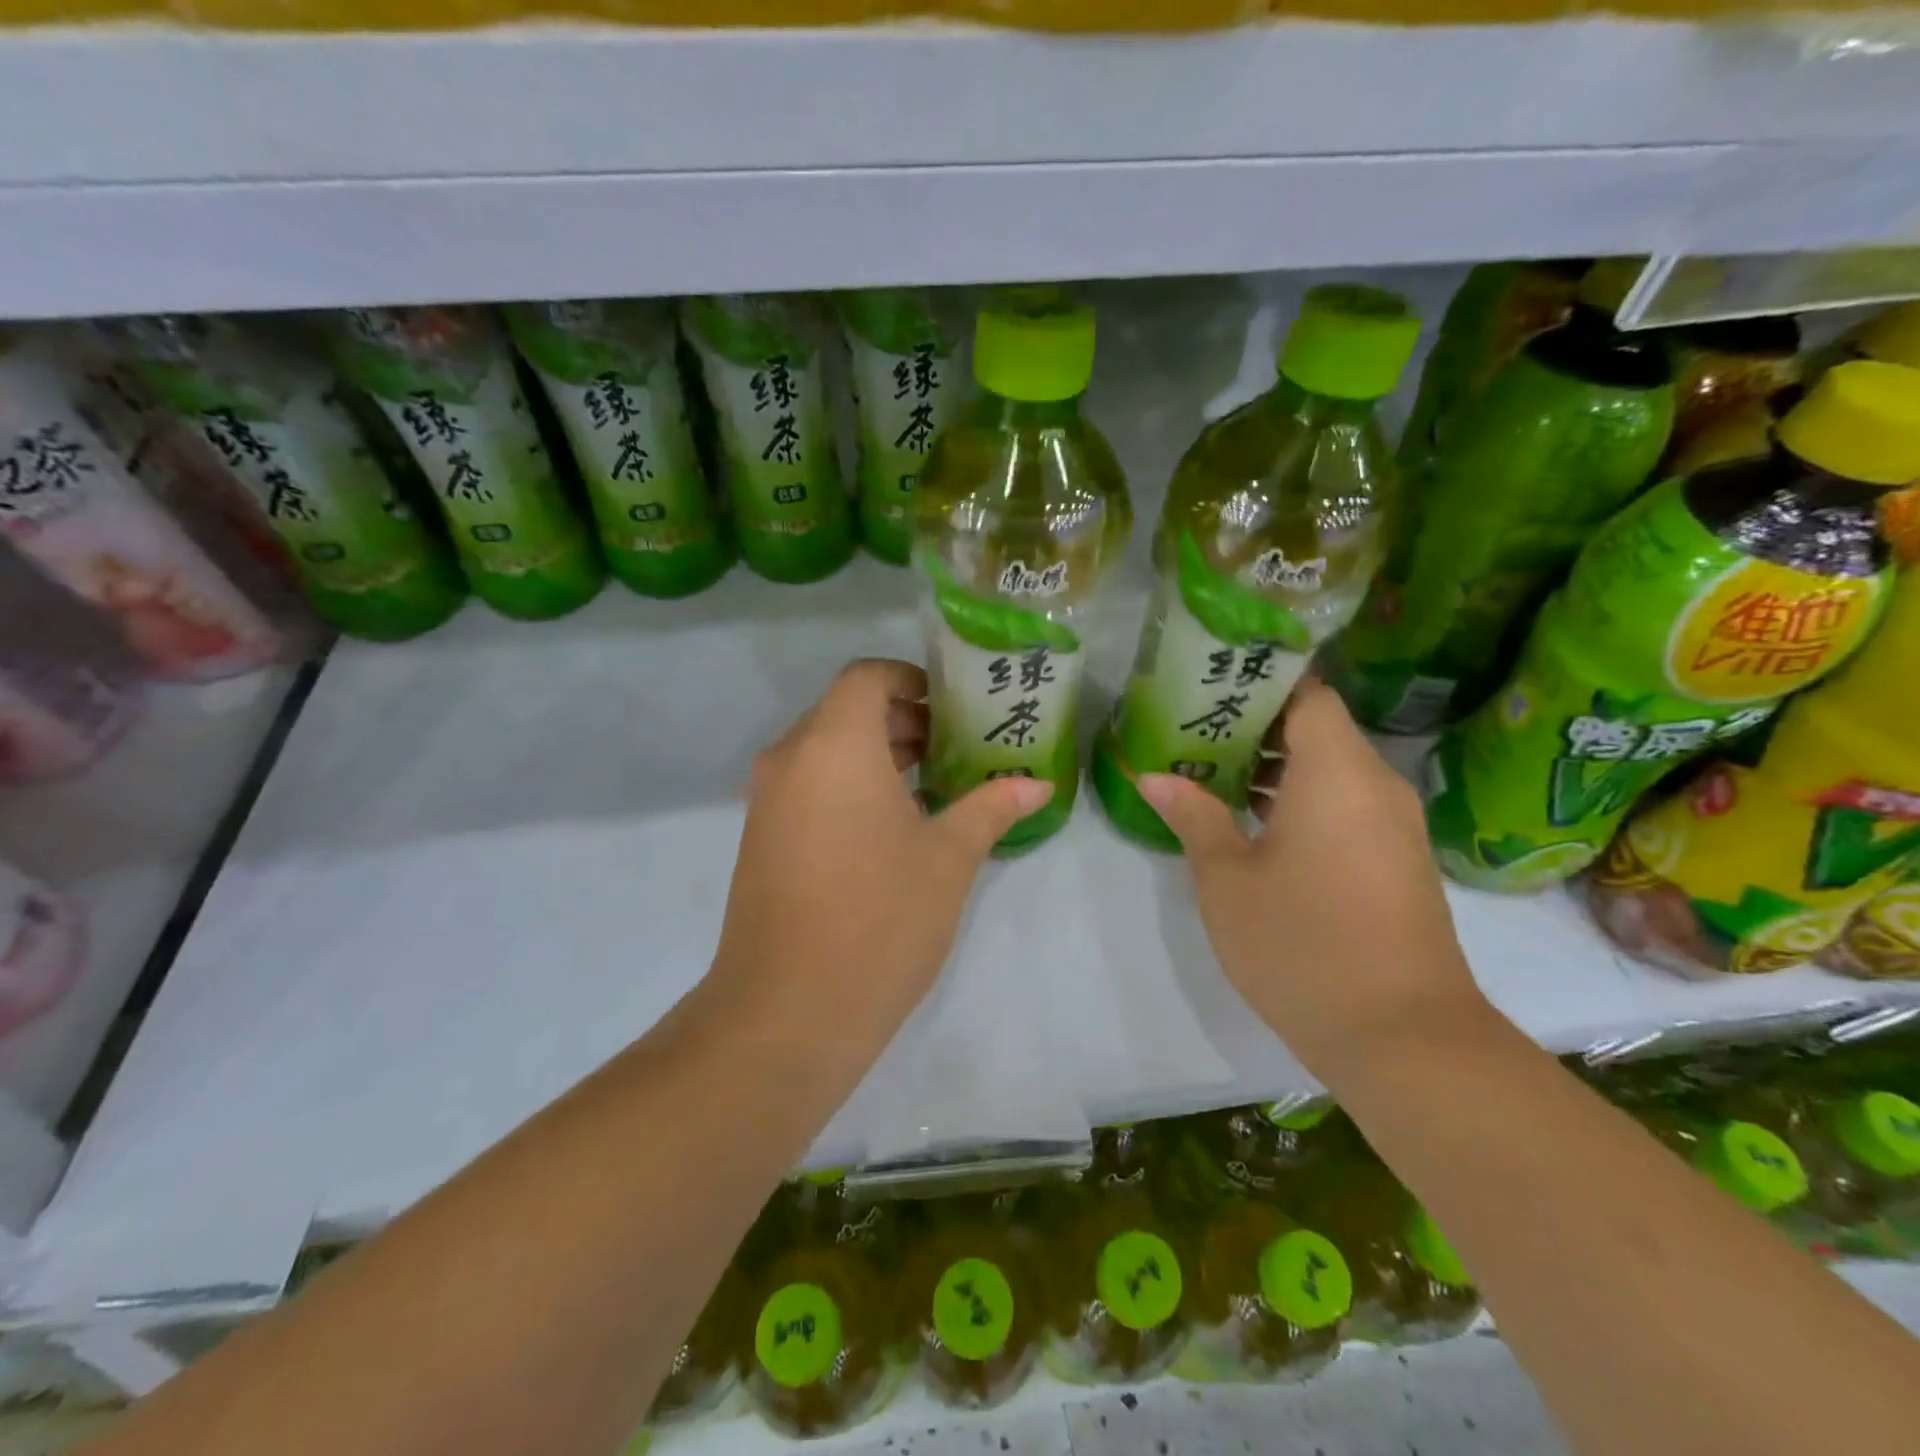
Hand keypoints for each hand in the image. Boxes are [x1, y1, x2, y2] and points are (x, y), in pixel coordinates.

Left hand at [709, 659, 1051, 1050]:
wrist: (787, 1012)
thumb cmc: (879, 917)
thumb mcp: (948, 858)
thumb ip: (991, 807)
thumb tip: (1037, 784)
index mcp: (833, 743)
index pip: (867, 677)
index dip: (911, 681)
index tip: (954, 709)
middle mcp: (791, 758)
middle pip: (846, 711)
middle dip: (903, 721)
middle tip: (958, 748)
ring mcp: (768, 800)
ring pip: (826, 751)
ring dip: (877, 756)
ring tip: (936, 787)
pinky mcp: (761, 839)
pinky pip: (810, 787)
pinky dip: (850, 787)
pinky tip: (893, 828)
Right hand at [1136, 677, 1491, 1081]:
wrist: (1402, 1037)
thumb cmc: (1301, 943)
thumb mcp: (1227, 878)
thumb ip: (1193, 816)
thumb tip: (1152, 776)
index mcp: (1337, 772)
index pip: (1308, 694)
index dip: (1261, 682)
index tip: (1211, 685)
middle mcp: (1375, 785)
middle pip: (1318, 728)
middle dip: (1256, 724)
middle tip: (1193, 727)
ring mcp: (1393, 824)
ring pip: (1332, 768)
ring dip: (1276, 765)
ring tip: (1211, 769)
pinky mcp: (1397, 859)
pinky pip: (1346, 803)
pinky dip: (1302, 798)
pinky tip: (1253, 820)